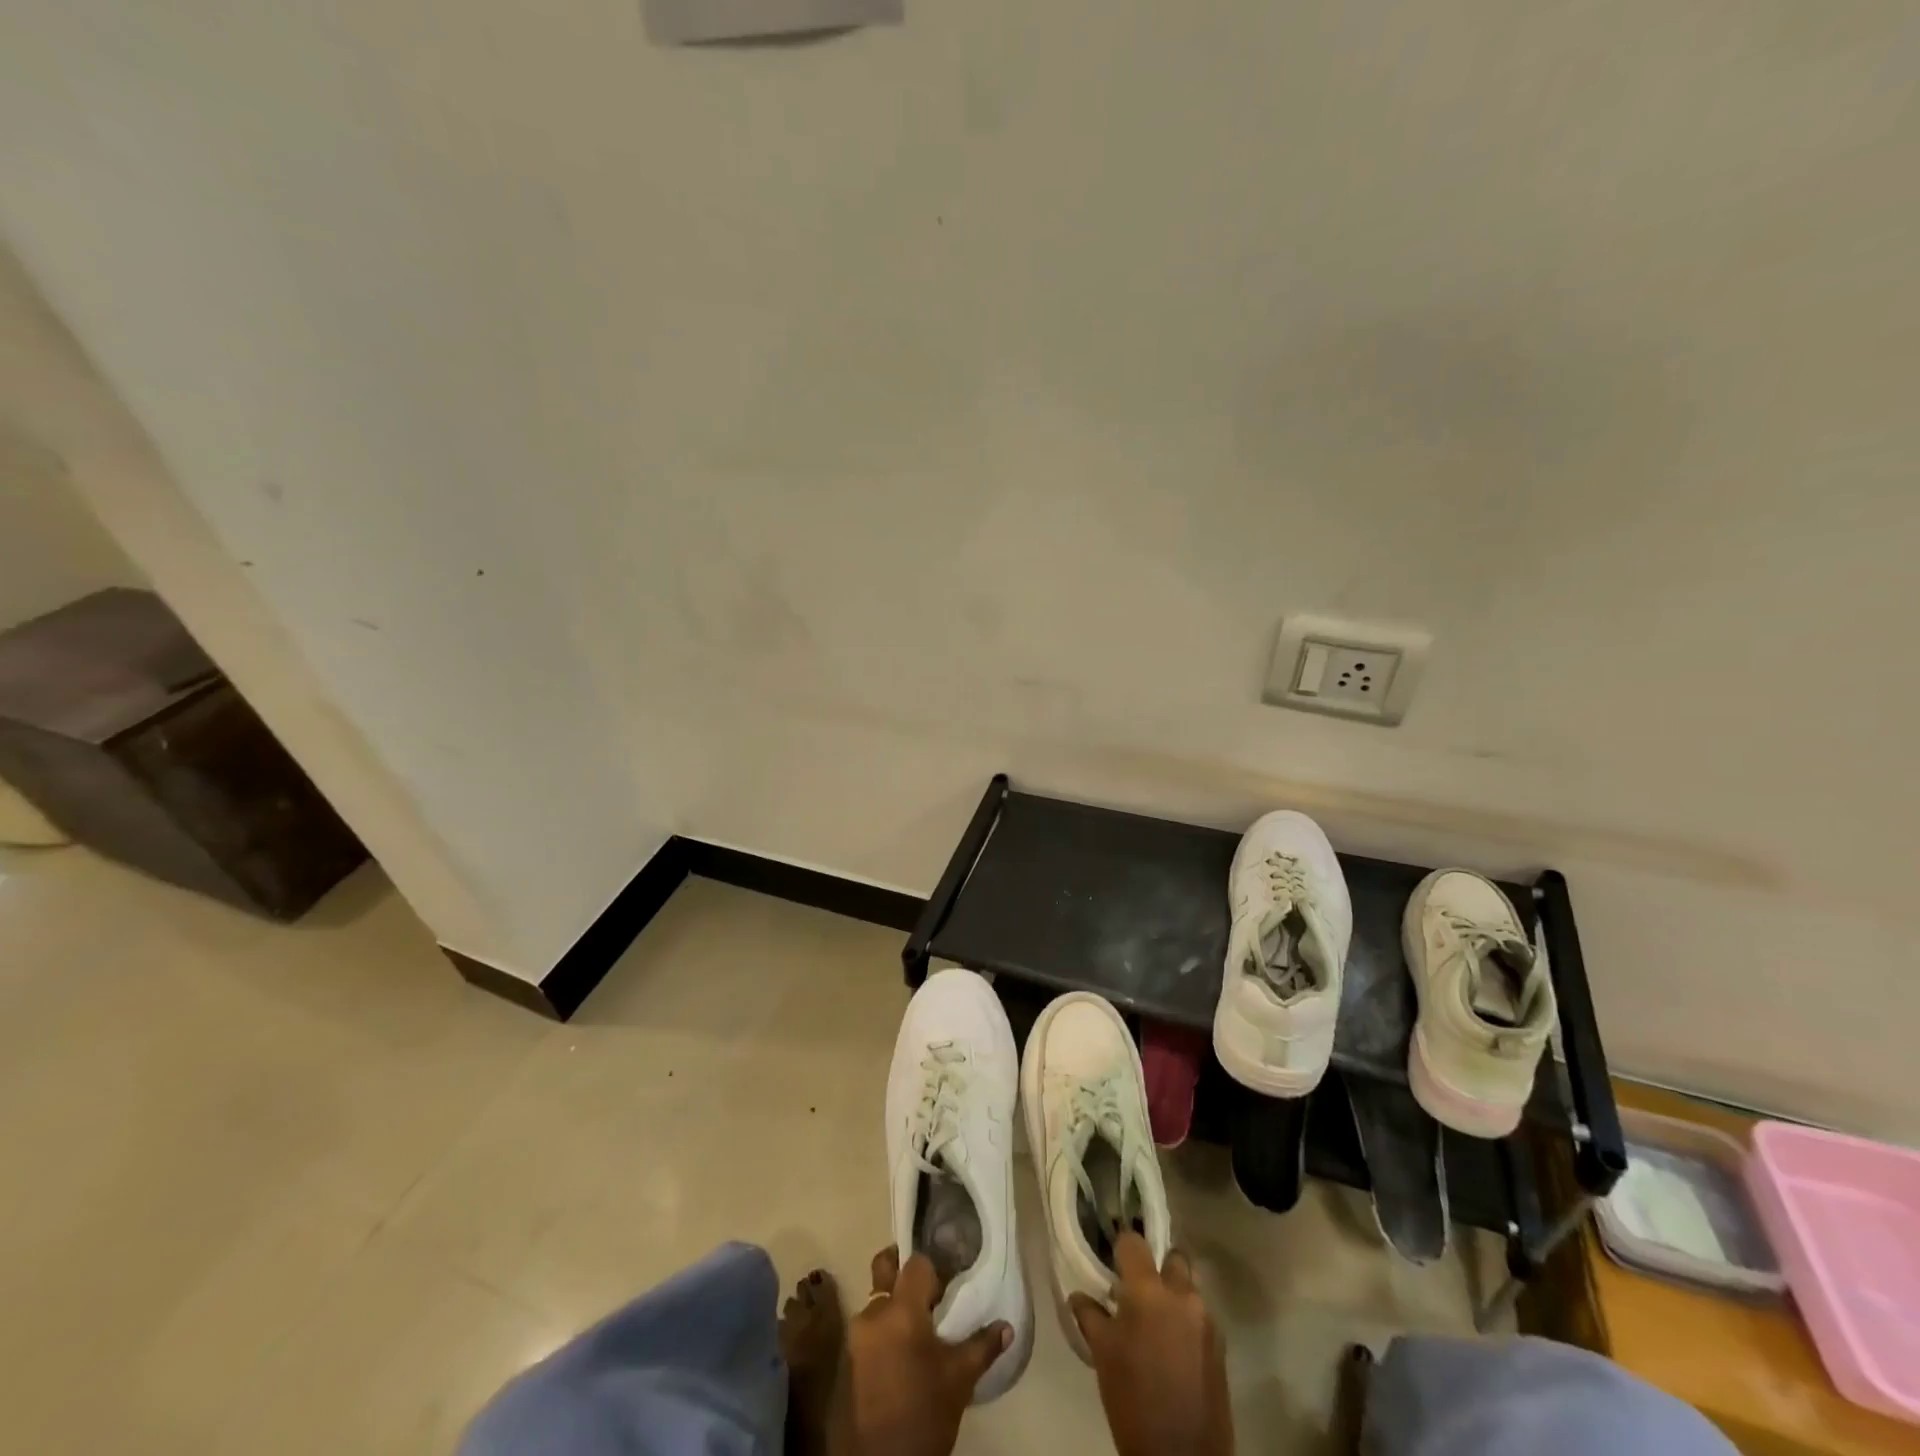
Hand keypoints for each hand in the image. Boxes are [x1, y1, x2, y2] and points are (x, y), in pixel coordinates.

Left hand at [846, 1246, 1010, 1455]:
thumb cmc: (926, 1412)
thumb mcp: (960, 1378)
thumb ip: (982, 1345)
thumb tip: (1006, 1327)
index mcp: (901, 1310)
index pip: (916, 1263)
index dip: (934, 1268)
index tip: (948, 1283)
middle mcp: (874, 1313)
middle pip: (884, 1268)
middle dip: (902, 1267)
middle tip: (927, 1286)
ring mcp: (858, 1335)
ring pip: (877, 1298)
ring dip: (895, 1301)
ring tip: (920, 1322)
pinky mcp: (851, 1357)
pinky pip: (871, 1323)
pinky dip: (886, 1324)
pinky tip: (906, 1346)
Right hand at [1069, 1234, 1232, 1455]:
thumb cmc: (1133, 1401)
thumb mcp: (1103, 1356)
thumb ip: (1090, 1316)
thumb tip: (1079, 1295)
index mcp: (1148, 1291)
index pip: (1134, 1242)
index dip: (1122, 1248)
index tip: (1114, 1263)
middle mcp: (1182, 1295)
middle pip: (1173, 1257)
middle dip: (1158, 1266)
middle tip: (1140, 1288)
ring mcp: (1206, 1319)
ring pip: (1190, 1286)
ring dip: (1175, 1292)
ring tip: (1158, 1319)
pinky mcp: (1221, 1345)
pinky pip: (1202, 1315)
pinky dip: (1188, 1319)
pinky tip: (1175, 1345)